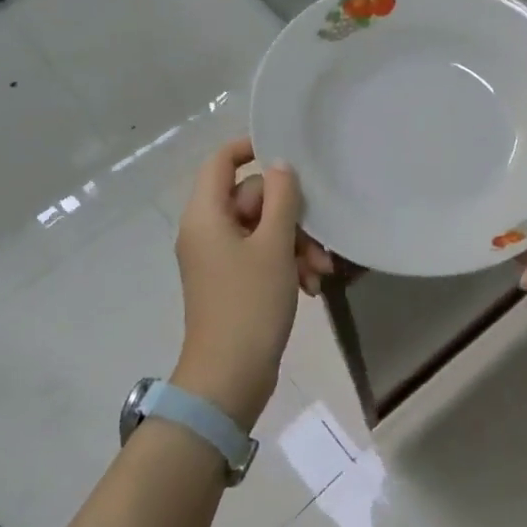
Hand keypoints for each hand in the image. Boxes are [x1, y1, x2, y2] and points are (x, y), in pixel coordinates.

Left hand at [171, 137, 323, 427]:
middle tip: (318, 242)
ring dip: (296, 245)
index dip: (251, 148)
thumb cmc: (249, 304)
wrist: (229, 378)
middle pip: (251, 198)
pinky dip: (286, 264)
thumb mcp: (274, 245)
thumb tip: (280, 166)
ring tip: (320, 273)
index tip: (289, 153)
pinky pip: (261, 256)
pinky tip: (310, 287)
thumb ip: (281, 198)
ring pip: (263, 229)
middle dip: (291, 217)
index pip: (220, 161)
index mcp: (206, 215)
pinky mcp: (231, 281)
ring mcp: (218, 258)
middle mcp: (207, 230)